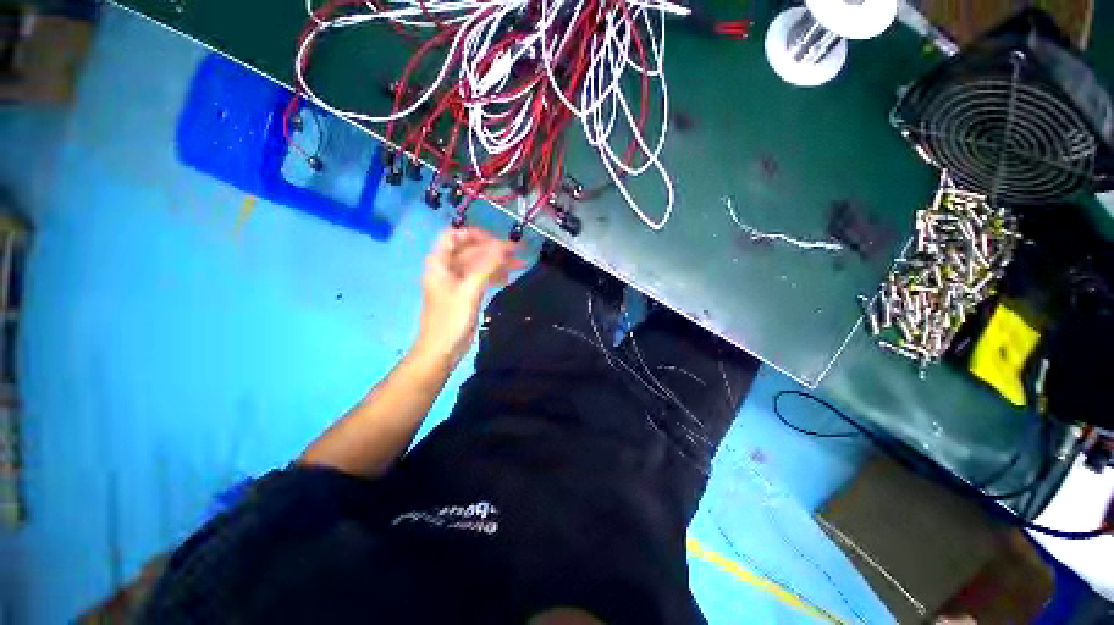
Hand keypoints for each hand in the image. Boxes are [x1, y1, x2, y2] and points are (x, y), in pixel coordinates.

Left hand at [414, 227, 519, 366]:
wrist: (442, 349)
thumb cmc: (451, 319)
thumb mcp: (469, 289)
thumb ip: (486, 266)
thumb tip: (503, 246)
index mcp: (440, 263)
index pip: (454, 236)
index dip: (475, 234)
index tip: (497, 240)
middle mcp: (447, 268)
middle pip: (471, 251)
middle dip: (494, 250)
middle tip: (518, 252)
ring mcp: (457, 282)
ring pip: (479, 265)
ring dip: (498, 263)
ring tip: (520, 264)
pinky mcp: (465, 294)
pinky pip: (481, 278)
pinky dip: (494, 276)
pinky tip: (508, 278)